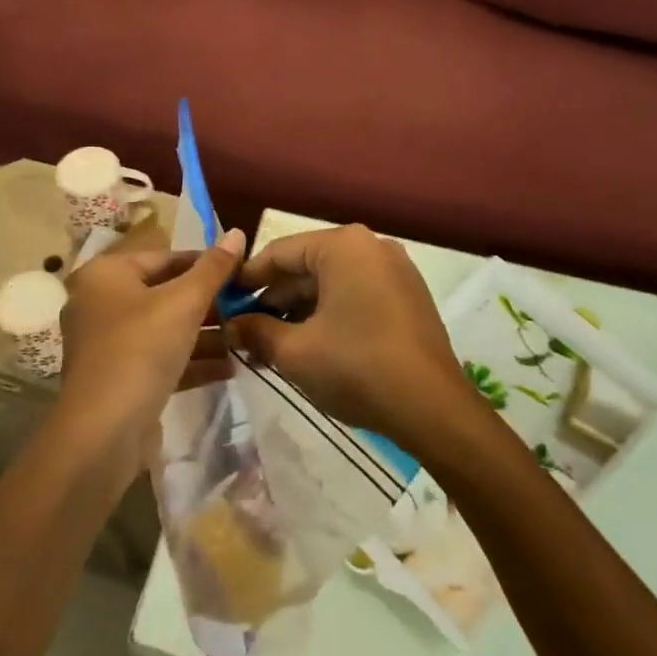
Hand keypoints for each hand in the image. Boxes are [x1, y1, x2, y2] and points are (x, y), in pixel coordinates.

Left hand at [54, 231, 244, 471]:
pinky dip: (191, 360)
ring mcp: (108, 344)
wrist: (103, 432)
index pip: (165, 258)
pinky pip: (160, 359)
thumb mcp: (183, 303)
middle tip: (250, 308)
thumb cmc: (141, 350)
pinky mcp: (119, 378)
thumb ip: (213, 269)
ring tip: (246, 338)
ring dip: (205, 334)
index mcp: (106, 275)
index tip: (243, 274)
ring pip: (165, 329)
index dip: (207, 264)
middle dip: (209, 304)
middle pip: (165, 294)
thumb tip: (237, 232)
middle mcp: (101, 303)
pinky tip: (230, 367)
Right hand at [222, 224, 467, 446]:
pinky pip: (356, 295)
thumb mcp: (295, 351)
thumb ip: (256, 331)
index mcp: (344, 246)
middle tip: (244, 331)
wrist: (433, 410)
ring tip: (270, 344)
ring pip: (331, 284)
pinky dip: (328, 315)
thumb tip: (232, 325)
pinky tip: (308, 345)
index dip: (246, 278)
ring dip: (299, 311)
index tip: (223, 301)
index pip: (279, 253)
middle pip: (306, 267)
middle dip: (273, 300)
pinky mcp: (408, 297)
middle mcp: (371, 247)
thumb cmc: (356, 367)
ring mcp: (394, 271)